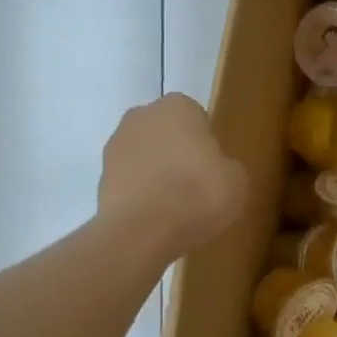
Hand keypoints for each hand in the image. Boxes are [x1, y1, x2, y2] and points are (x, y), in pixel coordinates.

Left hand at [98, 94, 246, 259]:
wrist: (143, 230)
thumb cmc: (198, 193)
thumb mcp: (236, 180)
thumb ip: (226, 165)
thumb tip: (216, 169)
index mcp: (178, 106)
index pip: (196, 117)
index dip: (205, 142)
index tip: (212, 167)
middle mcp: (142, 116)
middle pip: (165, 132)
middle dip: (177, 151)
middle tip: (195, 183)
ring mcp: (115, 145)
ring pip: (145, 154)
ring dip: (156, 171)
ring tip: (174, 205)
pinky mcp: (100, 176)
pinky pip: (130, 179)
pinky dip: (141, 191)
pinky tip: (155, 215)